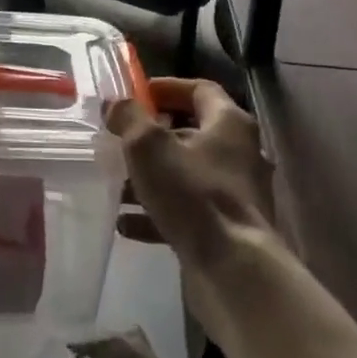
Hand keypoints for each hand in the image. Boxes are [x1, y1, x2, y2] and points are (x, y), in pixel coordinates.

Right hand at [108, 77, 274, 273]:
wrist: (234, 269)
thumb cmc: (193, 193)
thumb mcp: (148, 146)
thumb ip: (129, 117)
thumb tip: (116, 104)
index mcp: (229, 123)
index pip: (199, 89)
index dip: (166, 88)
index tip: (136, 95)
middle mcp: (240, 152)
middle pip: (192, 132)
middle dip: (152, 137)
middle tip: (122, 140)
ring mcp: (237, 193)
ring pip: (187, 174)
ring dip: (151, 177)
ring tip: (117, 186)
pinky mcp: (229, 228)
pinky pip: (189, 209)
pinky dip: (159, 211)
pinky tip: (127, 224)